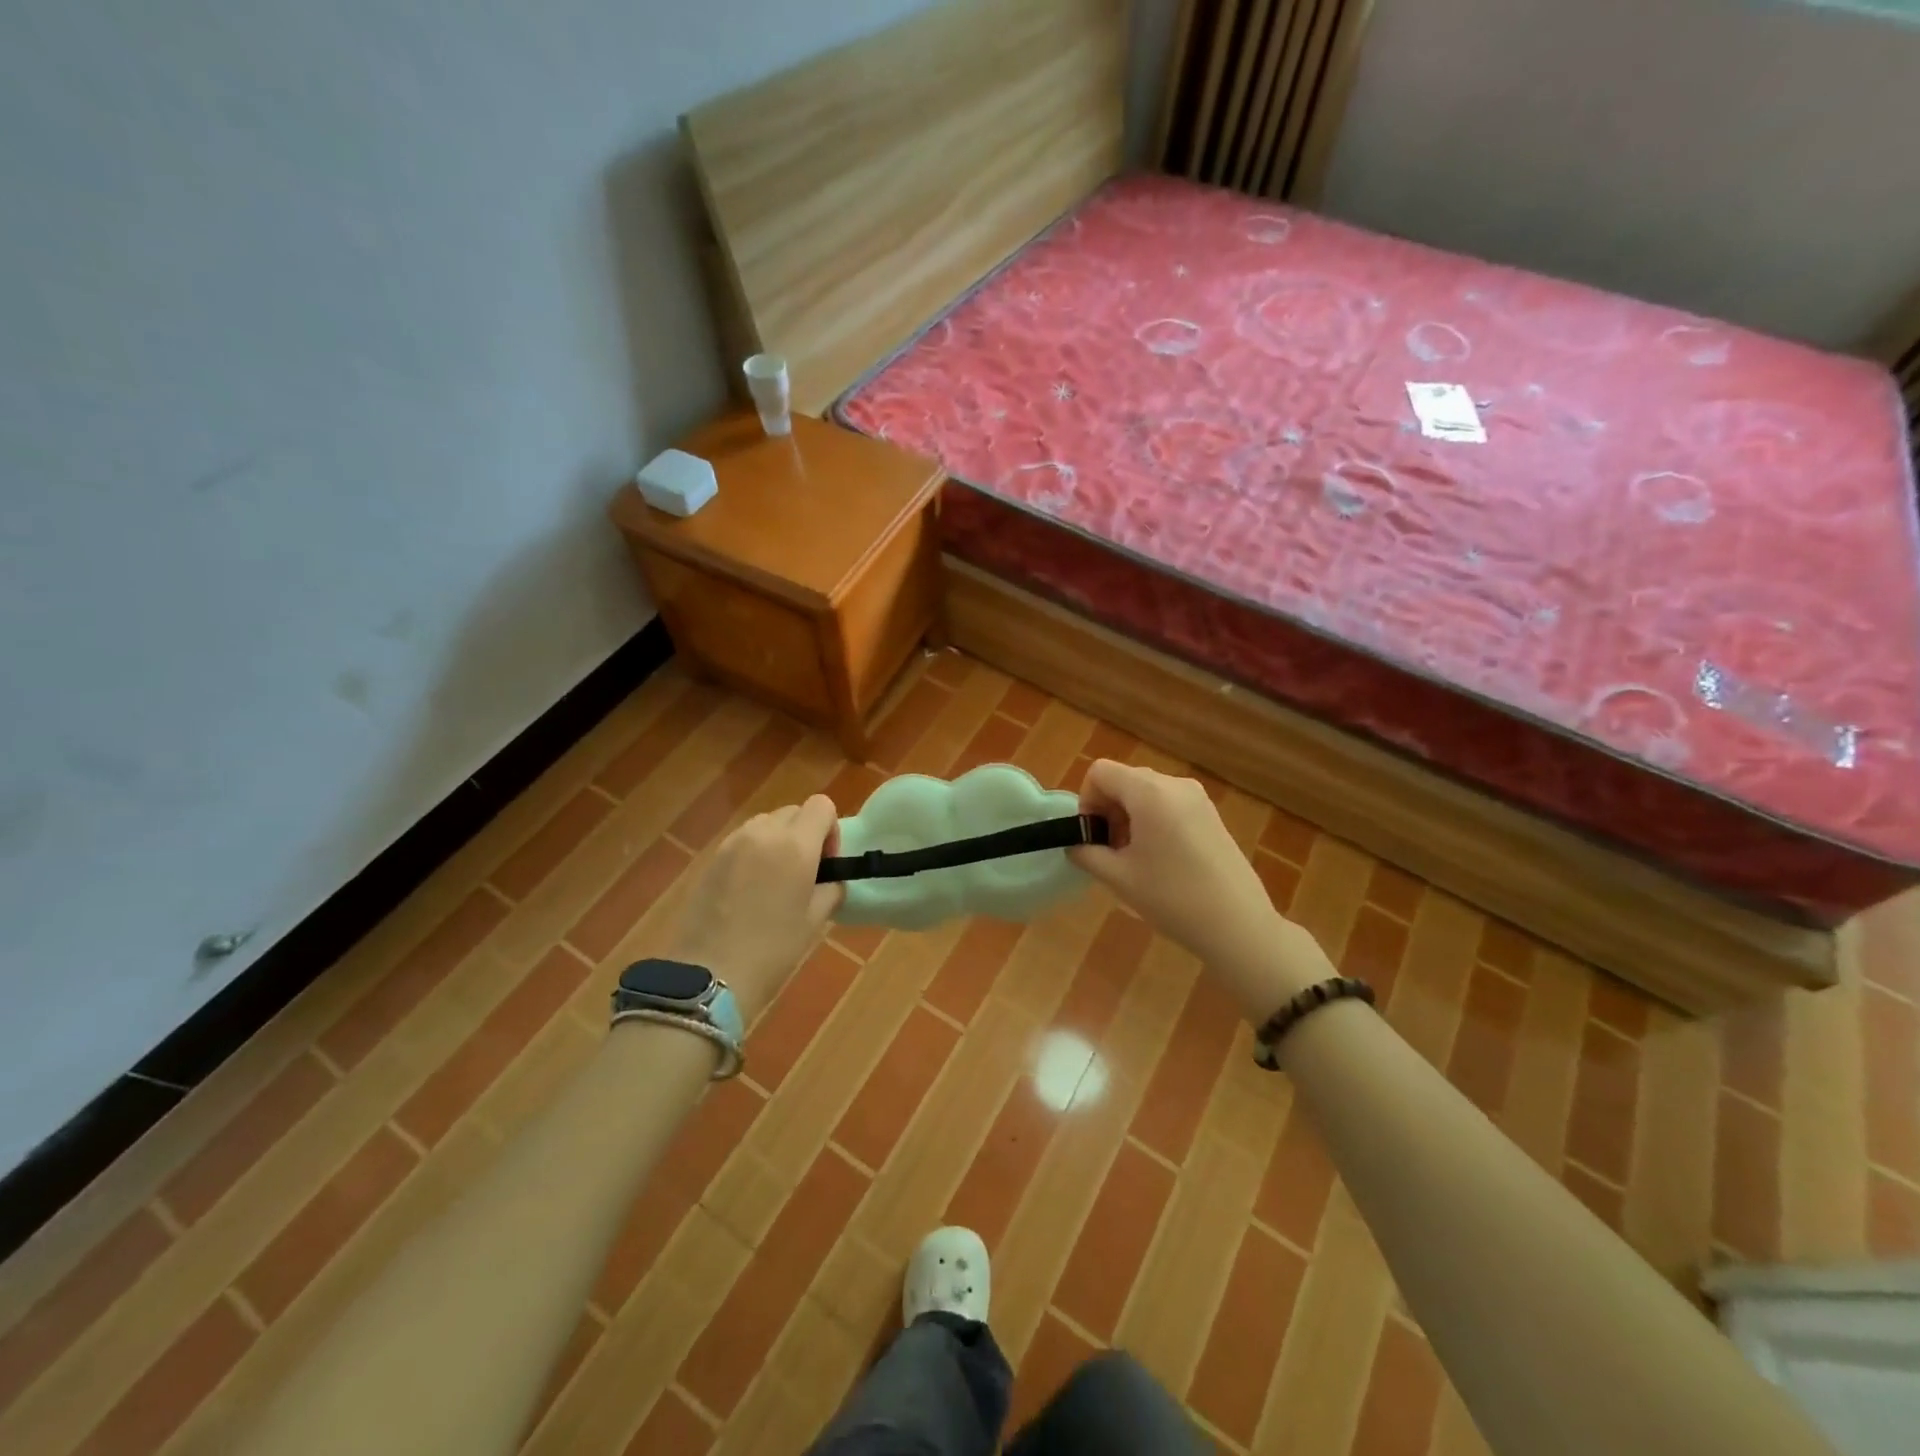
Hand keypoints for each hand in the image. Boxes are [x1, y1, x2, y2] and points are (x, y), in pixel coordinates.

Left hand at [661, 795, 843, 1021]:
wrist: (708, 975)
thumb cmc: (772, 951)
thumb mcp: (815, 922)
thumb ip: (830, 889)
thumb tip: (830, 879)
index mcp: (795, 845)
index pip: (822, 806)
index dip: (831, 831)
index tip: (827, 864)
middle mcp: (764, 832)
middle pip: (794, 812)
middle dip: (805, 835)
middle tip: (804, 875)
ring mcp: (733, 843)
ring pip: (766, 824)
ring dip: (778, 842)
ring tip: (775, 882)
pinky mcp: (711, 858)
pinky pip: (743, 841)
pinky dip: (754, 853)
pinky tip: (750, 890)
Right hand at [1070, 760, 1323, 1018]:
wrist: (1237, 924)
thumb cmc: (1172, 899)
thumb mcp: (1118, 878)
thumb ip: (1086, 853)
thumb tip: (1075, 844)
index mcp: (1149, 792)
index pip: (1100, 772)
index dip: (1087, 801)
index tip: (1093, 836)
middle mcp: (1174, 784)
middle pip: (1124, 779)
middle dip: (1108, 809)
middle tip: (1110, 851)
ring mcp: (1197, 798)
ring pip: (1146, 792)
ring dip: (1129, 816)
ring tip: (1134, 858)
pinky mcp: (1210, 814)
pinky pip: (1168, 803)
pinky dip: (1152, 820)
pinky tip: (1160, 859)